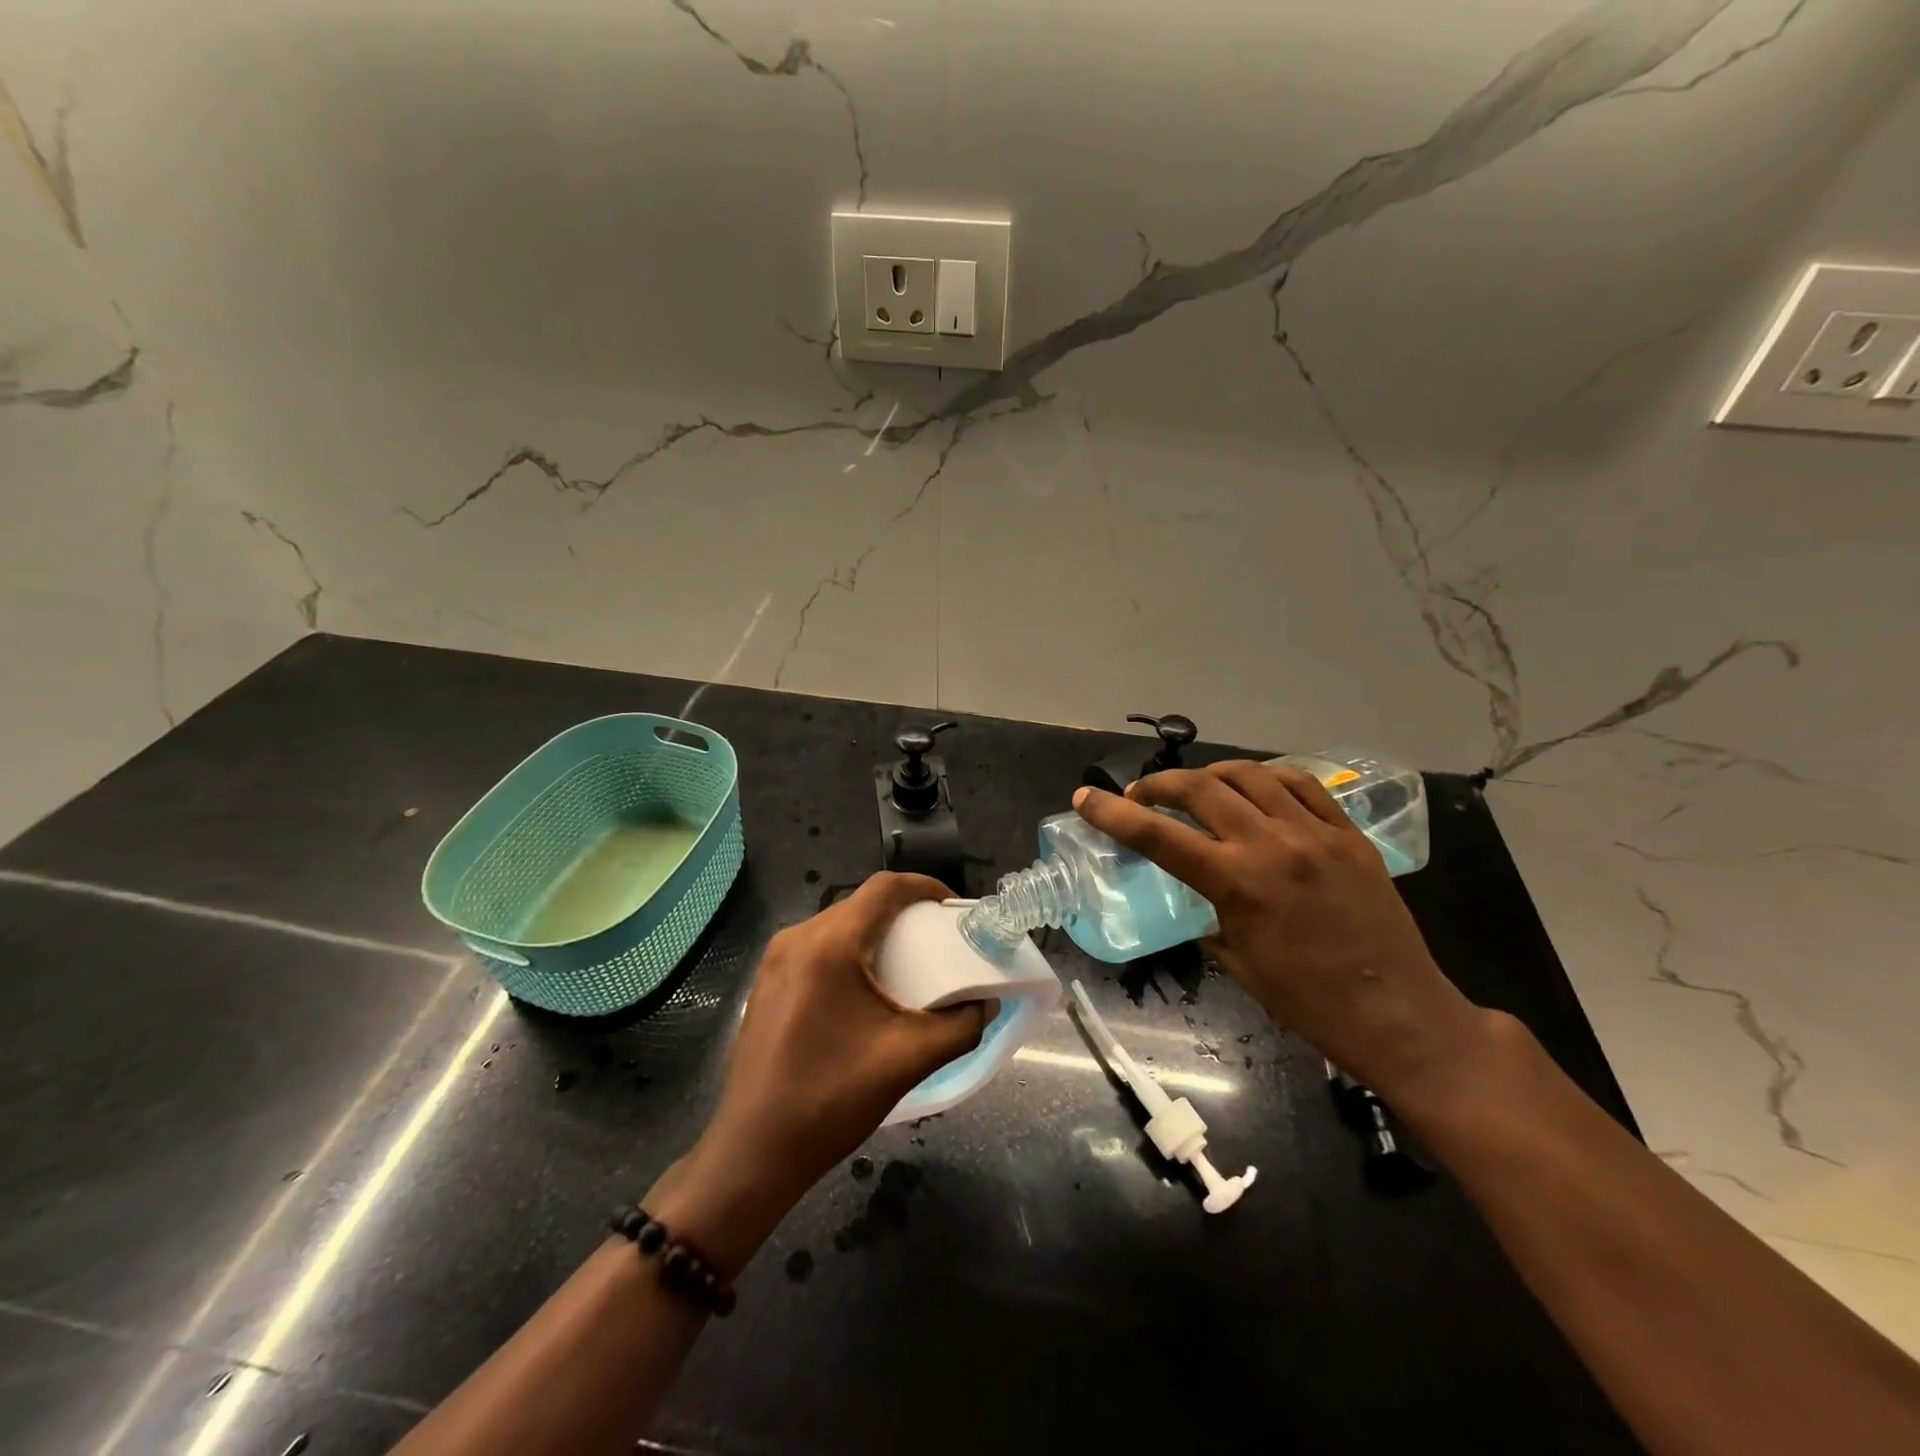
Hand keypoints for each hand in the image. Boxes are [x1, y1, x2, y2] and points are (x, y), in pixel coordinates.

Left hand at [648, 873, 991, 1274]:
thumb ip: (960, 1027)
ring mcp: (775, 960)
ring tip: (909, 964)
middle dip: (905, 914)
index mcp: (829, 945)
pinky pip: (817, 949)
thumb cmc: (831, 1100)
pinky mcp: (767, 983)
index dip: (925, 887)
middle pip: (861, 905)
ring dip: (876, 935)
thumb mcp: (908, 1060)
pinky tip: (867, 990)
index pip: (884, 888)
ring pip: (838, 926)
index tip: (954, 909)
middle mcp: (797, 939)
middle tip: (939, 940)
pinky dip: (850, 953)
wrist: (753, 1152)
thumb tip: (985, 1004)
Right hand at [1073, 762, 1494, 1105]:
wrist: (1399, 1013)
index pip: (1157, 835)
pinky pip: (1300, 784)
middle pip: (1198, 787)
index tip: (1085, 797)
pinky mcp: (1348, 832)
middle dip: (1157, 785)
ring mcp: (1315, 832)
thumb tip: (1197, 892)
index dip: (1112, 813)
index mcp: (1237, 882)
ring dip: (1209, 775)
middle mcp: (1271, 844)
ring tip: (1196, 790)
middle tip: (1141, 796)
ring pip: (1248, 774)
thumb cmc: (1308, 1001)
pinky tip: (1254, 789)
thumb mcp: (1236, 960)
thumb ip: (1208, 914)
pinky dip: (1265, 778)